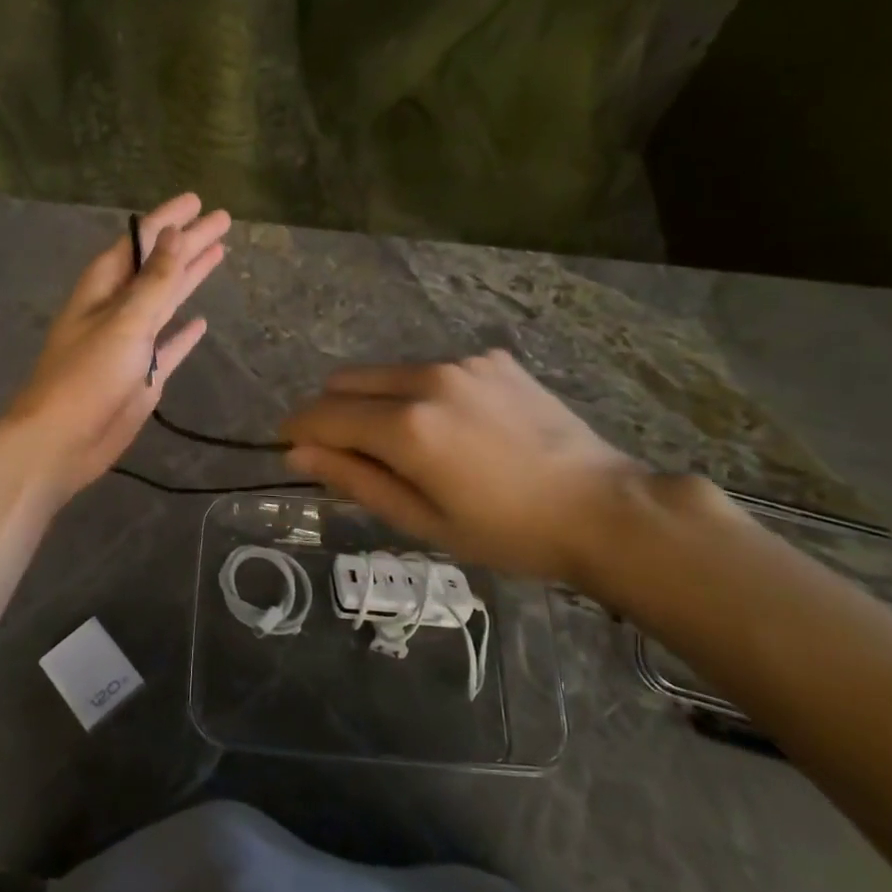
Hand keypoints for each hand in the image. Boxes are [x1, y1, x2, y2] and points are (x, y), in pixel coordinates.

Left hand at [0, 193, 229, 503]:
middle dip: (188, 244)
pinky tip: (202, 322)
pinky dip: (184, 333)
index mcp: (104, 289)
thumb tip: (175, 234)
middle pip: (159, 267)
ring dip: (189, 279)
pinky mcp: (143, 374)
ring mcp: (131, 343)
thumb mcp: (125, 322)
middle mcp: (117, 309)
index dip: (168, 221)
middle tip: (222, 220)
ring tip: (218, 254)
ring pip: (166, 301)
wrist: (62, 441)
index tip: (196, 201)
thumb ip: (155, 280)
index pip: (140, 242)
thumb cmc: (87, 376)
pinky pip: (169, 345)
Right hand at [281, 350, 647, 584]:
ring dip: (377, 402)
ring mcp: (463, 363)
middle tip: (347, 453)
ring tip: (410, 446)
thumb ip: (354, 480)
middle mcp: (427, 379)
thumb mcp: (422, 521)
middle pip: (347, 382)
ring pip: (388, 373)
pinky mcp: (492, 359)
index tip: (288, 445)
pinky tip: (458, 427)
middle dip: (331, 412)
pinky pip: (433, 370)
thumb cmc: (507, 532)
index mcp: (406, 426)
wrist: (603, 508)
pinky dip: (423, 394)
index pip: (323, 415)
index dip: (297, 429)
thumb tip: (298, 453)